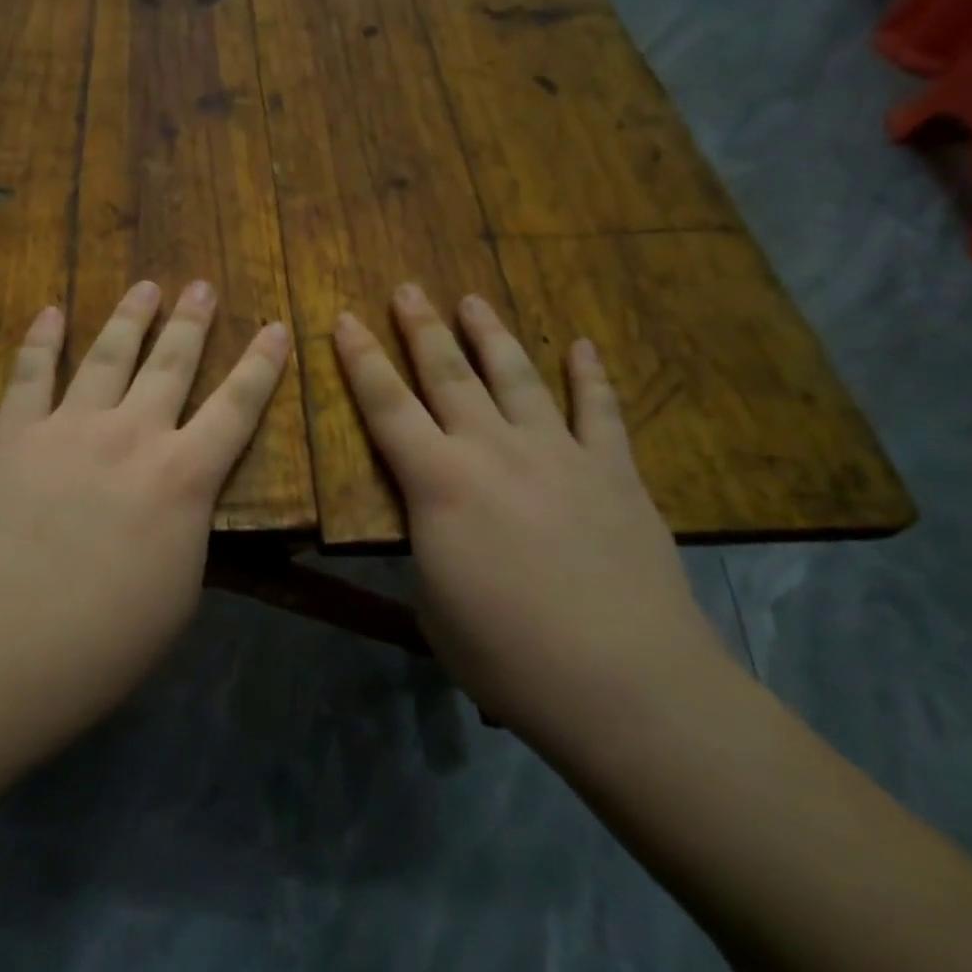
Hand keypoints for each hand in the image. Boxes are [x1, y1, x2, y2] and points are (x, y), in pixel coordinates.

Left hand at [0, 279, 289, 721]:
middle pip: (171, 364)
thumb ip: (183, 527)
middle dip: (191, 322)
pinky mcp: (14, 434)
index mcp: (185, 477)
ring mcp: (70, 427)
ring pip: (107, 356)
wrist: (13, 636)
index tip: (276, 326)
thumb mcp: (179, 584)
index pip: (237, 407)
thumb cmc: (111, 634)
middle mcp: (134, 435)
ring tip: (145, 286)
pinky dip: (41, 339)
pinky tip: (51, 311)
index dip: (261, 364)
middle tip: (201, 286)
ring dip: (130, 318)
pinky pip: (30, 374)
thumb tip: (179, 502)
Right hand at [333, 285, 730, 746]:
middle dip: (421, 328)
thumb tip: (436, 524)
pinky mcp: (613, 472)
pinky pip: (599, 411)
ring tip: (473, 300)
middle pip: (449, 374)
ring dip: (491, 335)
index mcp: (438, 483)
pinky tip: (582, 345)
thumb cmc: (506, 655)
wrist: (624, 683)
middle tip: (407, 288)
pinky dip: (590, 375)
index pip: (386, 406)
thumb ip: (429, 547)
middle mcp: (493, 451)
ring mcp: (558, 454)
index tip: (347, 318)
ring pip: (517, 376)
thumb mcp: (433, 603)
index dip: (361, 359)